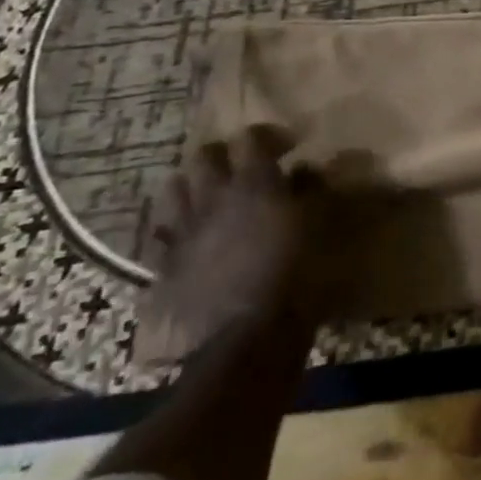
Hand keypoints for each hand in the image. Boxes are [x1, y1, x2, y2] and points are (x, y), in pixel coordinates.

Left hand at [144, 126, 343, 341]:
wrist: (246, 342)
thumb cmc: (297, 278)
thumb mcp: (321, 228)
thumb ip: (313, 192)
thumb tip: (307, 170)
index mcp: (255, 184)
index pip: (251, 138)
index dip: (268, 136)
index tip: (288, 147)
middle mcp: (214, 199)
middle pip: (204, 157)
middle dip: (223, 155)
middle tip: (243, 168)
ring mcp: (183, 234)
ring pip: (173, 190)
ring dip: (191, 187)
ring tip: (209, 198)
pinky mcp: (163, 269)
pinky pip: (159, 238)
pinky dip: (173, 231)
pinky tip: (187, 240)